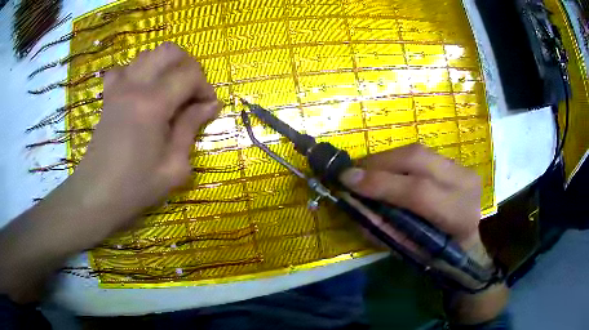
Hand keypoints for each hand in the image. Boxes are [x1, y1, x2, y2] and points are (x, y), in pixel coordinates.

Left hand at [73, 42, 219, 226]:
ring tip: (169, 91)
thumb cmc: (135, 186)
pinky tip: (140, 90)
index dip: (205, 87)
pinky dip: (138, 72)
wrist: (97, 194)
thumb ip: (192, 128)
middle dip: (188, 66)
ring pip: (148, 54)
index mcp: (153, 104)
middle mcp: (135, 86)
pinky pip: (124, 68)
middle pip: (169, 51)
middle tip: (191, 92)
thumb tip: (210, 105)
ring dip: (165, 66)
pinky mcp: (108, 96)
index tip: (207, 108)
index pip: (190, 74)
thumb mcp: (174, 166)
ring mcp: (118, 88)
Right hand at [339, 144, 507, 324]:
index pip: (418, 192)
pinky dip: (398, 160)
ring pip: (418, 151)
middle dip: (379, 163)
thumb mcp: (408, 251)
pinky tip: (386, 170)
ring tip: (365, 171)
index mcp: (458, 215)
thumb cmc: (437, 256)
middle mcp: (465, 184)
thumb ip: (381, 227)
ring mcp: (463, 168)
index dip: (381, 184)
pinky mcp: (456, 162)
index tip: (347, 180)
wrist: (466, 243)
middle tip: (353, 171)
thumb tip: (351, 202)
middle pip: (417, 159)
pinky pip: (421, 154)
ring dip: (386, 160)